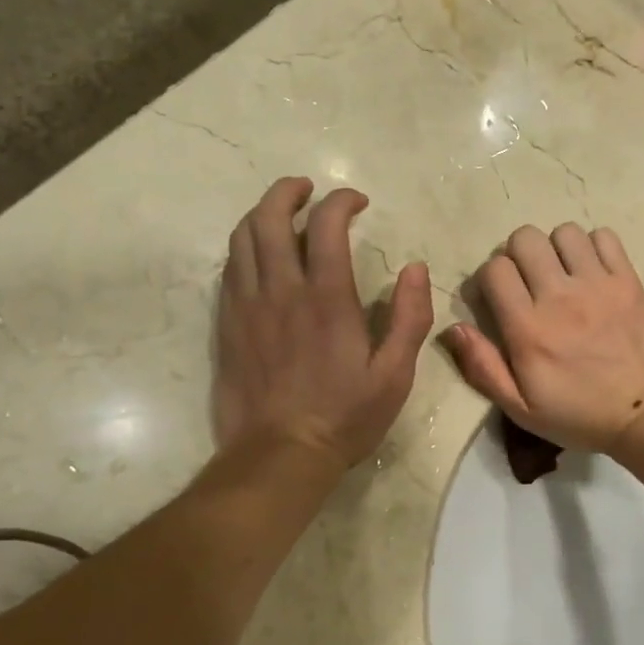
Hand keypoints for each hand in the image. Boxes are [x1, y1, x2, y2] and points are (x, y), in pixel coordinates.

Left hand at [215, 178, 432, 468]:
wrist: (280, 454)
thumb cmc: (345, 416)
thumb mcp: (395, 375)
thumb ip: (410, 318)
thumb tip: (416, 268)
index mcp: (326, 298)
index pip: (326, 225)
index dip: (341, 201)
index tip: (357, 203)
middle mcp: (281, 290)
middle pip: (269, 217)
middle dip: (288, 192)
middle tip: (307, 189)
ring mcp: (247, 305)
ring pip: (242, 238)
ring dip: (261, 213)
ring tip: (280, 212)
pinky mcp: (228, 324)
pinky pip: (229, 269)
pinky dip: (244, 247)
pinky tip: (259, 255)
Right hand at [444, 223, 643, 452]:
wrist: (643, 415)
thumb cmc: (576, 415)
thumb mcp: (520, 408)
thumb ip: (483, 367)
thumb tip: (453, 328)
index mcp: (528, 328)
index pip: (495, 269)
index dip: (491, 279)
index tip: (499, 297)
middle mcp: (560, 297)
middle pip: (525, 238)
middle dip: (518, 255)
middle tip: (529, 281)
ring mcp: (598, 285)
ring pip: (564, 232)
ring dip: (556, 249)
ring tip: (562, 273)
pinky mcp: (628, 282)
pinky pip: (605, 237)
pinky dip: (594, 247)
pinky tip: (592, 271)